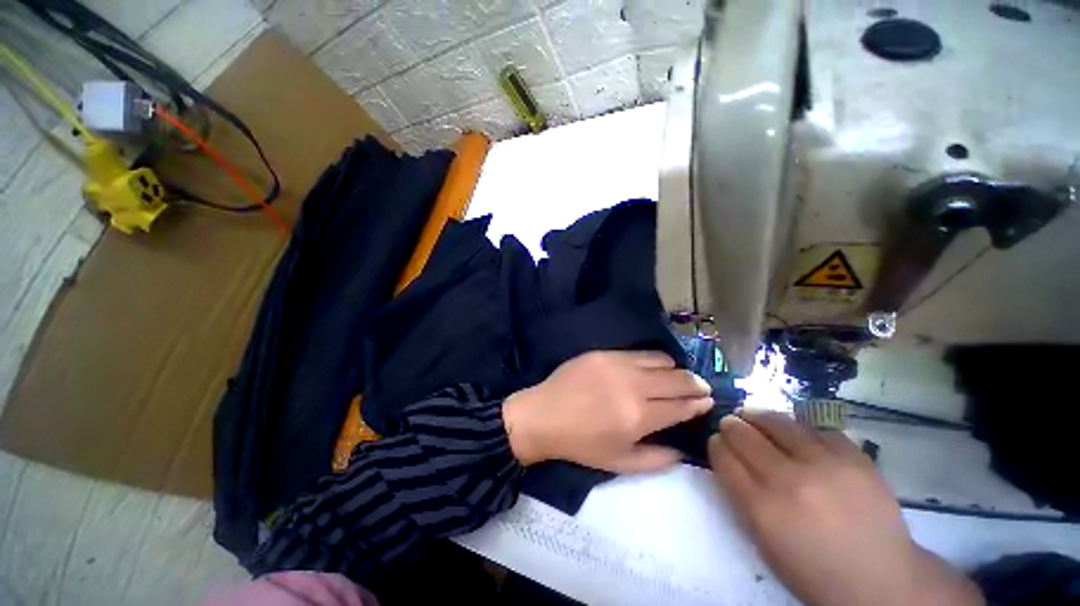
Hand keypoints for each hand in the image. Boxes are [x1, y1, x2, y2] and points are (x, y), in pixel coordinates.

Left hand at [502, 351, 712, 471]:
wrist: (544, 415)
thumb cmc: (581, 444)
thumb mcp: (620, 463)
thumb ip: (657, 459)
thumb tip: (683, 450)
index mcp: (639, 416)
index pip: (682, 405)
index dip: (699, 402)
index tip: (708, 400)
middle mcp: (633, 385)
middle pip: (679, 378)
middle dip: (696, 384)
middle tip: (699, 388)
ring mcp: (617, 363)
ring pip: (661, 360)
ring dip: (674, 369)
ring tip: (672, 377)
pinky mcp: (603, 352)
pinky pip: (638, 352)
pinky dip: (651, 360)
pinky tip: (647, 368)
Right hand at [709, 411, 983, 605]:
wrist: (881, 581)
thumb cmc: (814, 569)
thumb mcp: (765, 542)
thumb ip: (743, 497)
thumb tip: (730, 460)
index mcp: (761, 508)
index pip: (724, 458)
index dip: (716, 444)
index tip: (716, 440)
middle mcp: (788, 480)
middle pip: (744, 435)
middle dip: (731, 425)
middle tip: (730, 422)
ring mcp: (824, 465)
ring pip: (778, 423)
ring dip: (759, 416)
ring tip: (754, 414)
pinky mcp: (854, 458)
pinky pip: (817, 429)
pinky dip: (801, 428)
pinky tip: (798, 432)